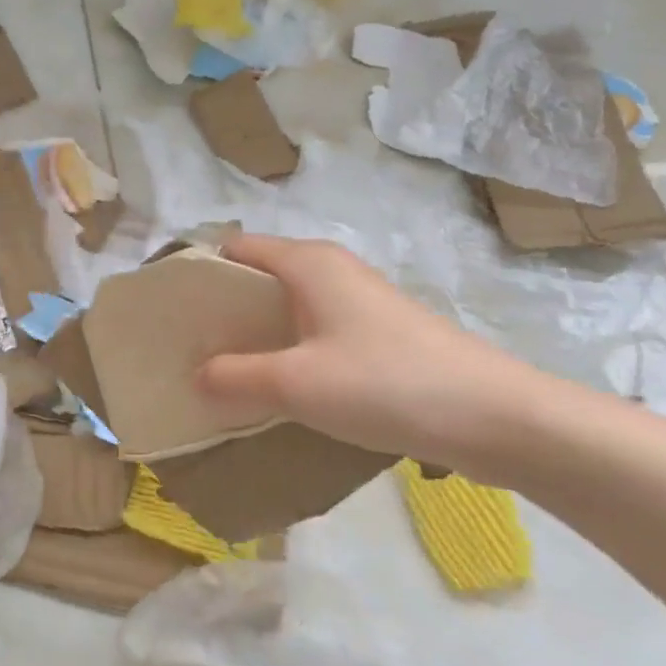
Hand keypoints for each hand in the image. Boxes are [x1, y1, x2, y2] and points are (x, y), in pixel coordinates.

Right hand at [195, 234, 542, 467]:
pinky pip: (312, 333)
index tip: (170, 313)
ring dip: (253, 337)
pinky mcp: (376, 335)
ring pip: (285, 310)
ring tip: (222, 373)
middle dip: (221, 312)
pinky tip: (276, 389)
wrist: (496, 417)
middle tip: (188, 350)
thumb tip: (196, 376)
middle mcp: (330, 270)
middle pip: (257, 279)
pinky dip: (285, 353)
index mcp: (307, 263)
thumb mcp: (294, 384)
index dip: (198, 274)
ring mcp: (357, 302)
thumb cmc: (385, 384)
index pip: (234, 248)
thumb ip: (233, 376)